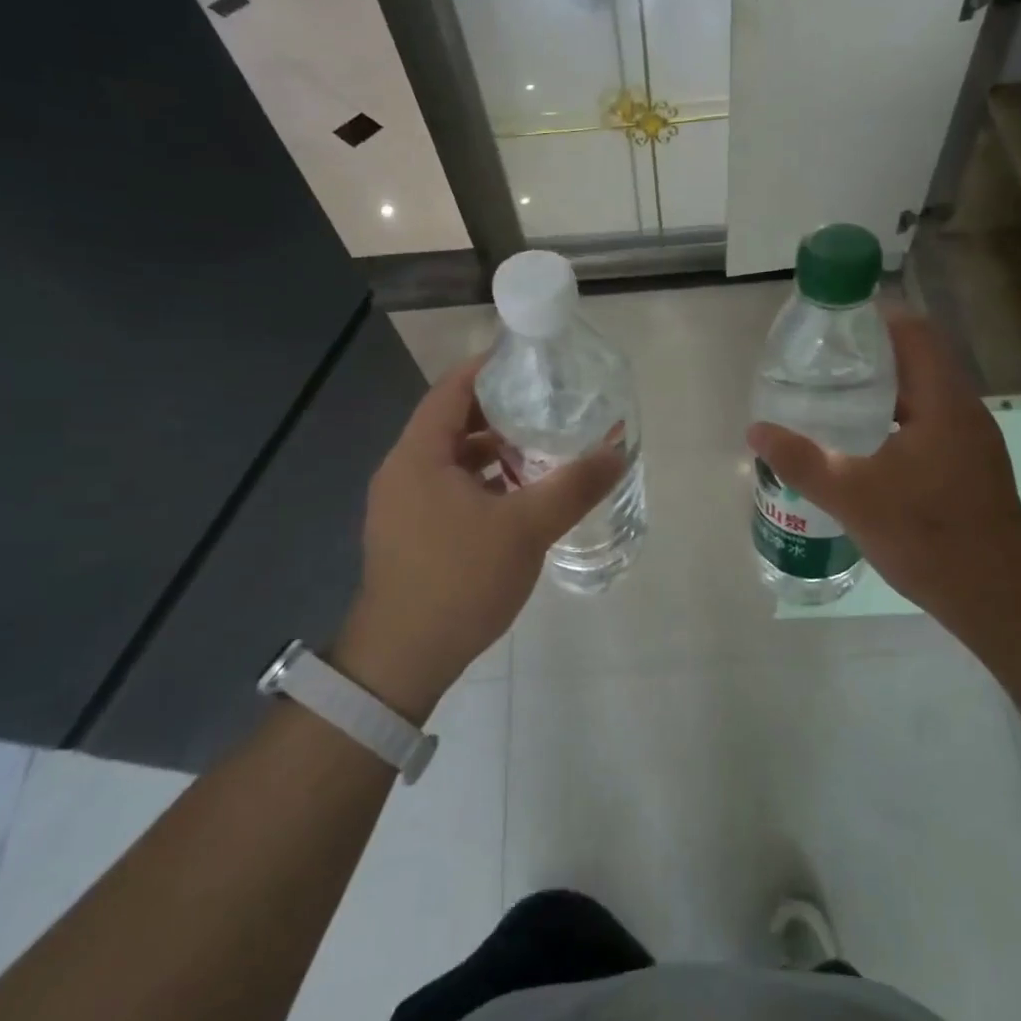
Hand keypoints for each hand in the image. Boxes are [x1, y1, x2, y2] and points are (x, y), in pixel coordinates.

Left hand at [334, 356, 625, 720]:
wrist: (403, 658)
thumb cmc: (459, 580)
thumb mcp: (525, 528)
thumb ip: (573, 486)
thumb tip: (618, 451)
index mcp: (419, 454)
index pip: (452, 388)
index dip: (490, 368)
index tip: (532, 362)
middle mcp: (403, 470)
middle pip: (452, 421)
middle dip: (500, 411)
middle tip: (549, 405)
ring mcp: (402, 504)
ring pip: (452, 459)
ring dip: (493, 450)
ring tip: (542, 448)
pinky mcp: (410, 532)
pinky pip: (448, 488)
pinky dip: (483, 482)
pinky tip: (519, 497)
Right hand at [746, 311, 1020, 632]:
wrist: (996, 596)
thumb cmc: (927, 535)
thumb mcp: (852, 496)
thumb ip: (801, 460)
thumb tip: (756, 430)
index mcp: (943, 401)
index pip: (914, 332)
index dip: (874, 319)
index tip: (831, 328)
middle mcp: (963, 410)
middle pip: (918, 360)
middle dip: (870, 356)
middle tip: (820, 365)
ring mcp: (970, 440)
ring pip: (923, 394)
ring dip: (882, 390)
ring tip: (832, 400)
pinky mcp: (969, 466)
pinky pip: (928, 422)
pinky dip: (895, 419)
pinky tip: (863, 446)